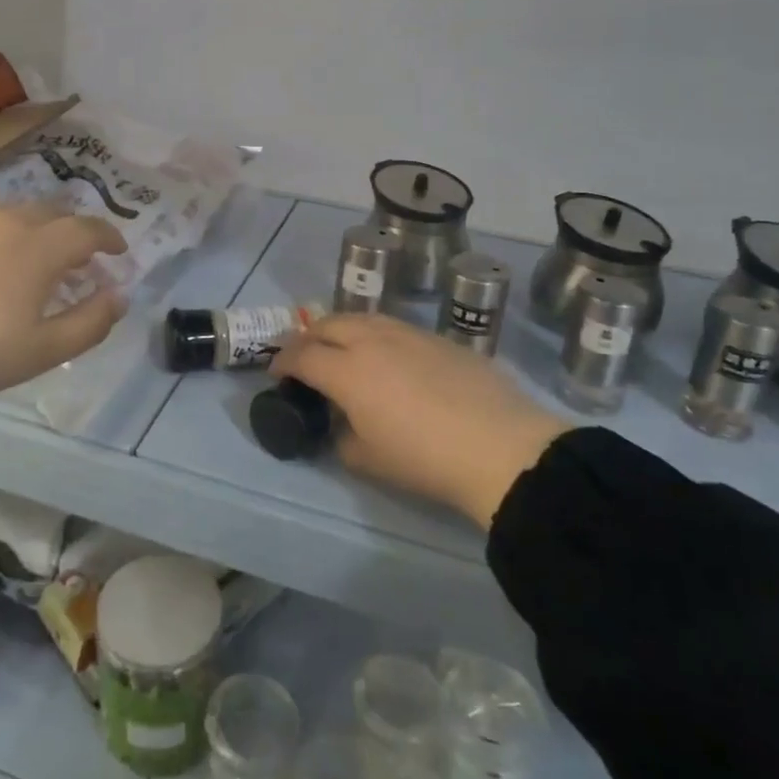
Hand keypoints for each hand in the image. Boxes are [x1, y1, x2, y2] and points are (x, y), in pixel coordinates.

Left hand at [0, 202, 127, 401]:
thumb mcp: (43, 350)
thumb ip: (91, 322)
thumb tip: (119, 297)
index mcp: (41, 247)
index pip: (88, 229)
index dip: (109, 237)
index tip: (118, 251)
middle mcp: (9, 222)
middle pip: (53, 212)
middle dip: (73, 231)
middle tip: (77, 260)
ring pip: (15, 213)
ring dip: (35, 230)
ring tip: (32, 260)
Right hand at [270, 315, 570, 526]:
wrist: (500, 447)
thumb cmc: (424, 459)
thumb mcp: (367, 460)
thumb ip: (341, 437)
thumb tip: (342, 424)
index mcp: (347, 370)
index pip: (302, 355)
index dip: (283, 362)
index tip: (277, 374)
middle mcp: (372, 340)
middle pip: (327, 325)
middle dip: (308, 338)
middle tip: (304, 358)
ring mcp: (407, 334)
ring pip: (362, 318)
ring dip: (341, 330)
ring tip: (341, 349)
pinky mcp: (438, 338)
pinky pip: (393, 327)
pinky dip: (375, 334)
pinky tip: (386, 356)